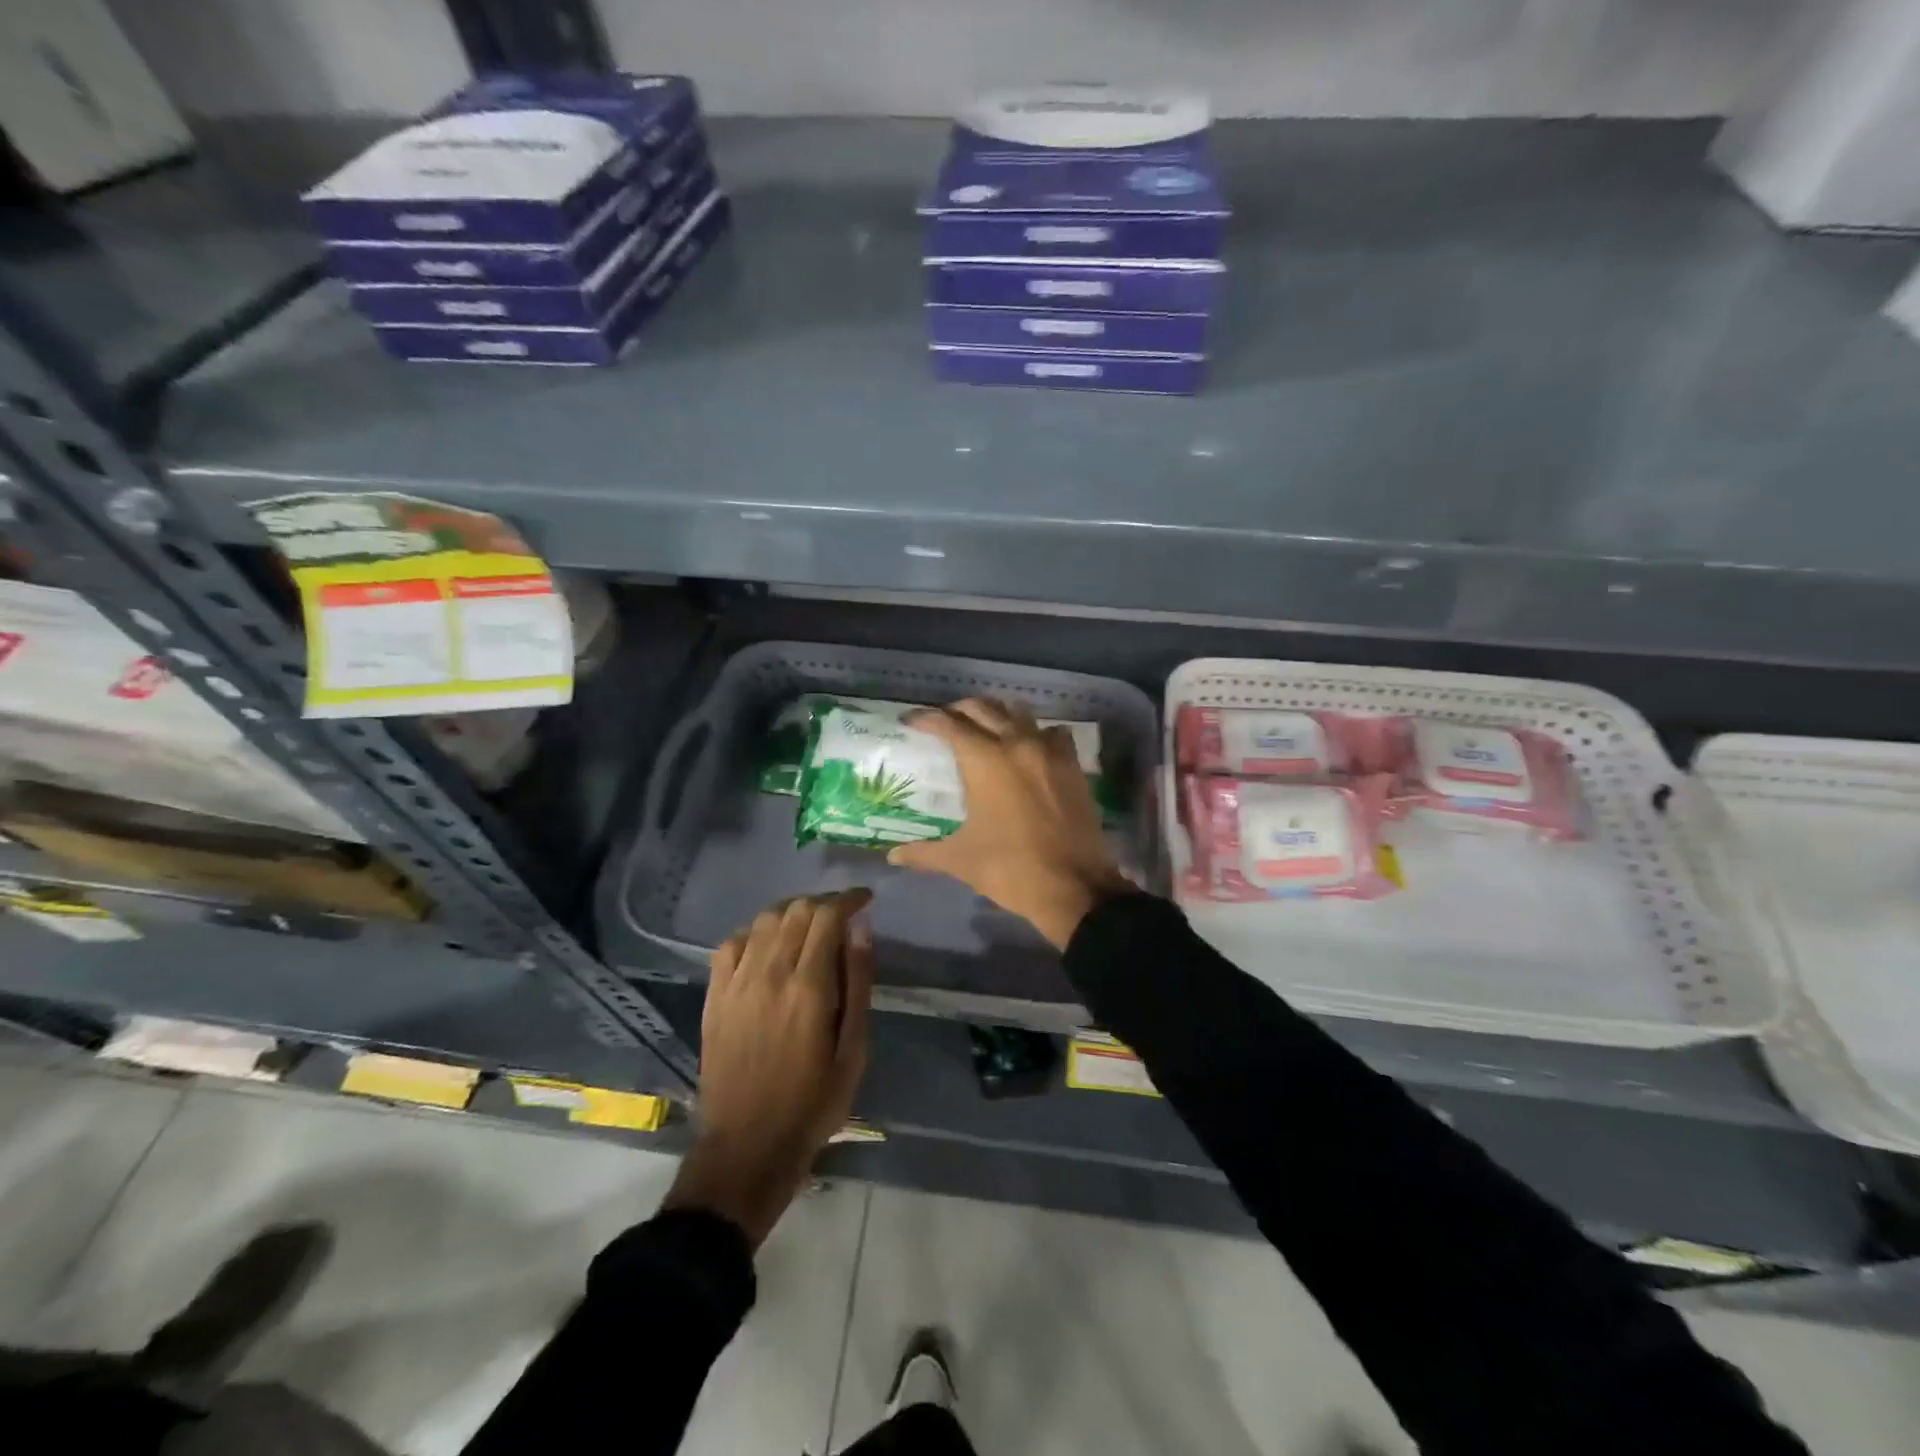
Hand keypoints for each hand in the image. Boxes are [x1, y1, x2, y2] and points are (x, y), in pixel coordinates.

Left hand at [664, 889, 874, 1246]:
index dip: (849, 899)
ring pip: (765, 920)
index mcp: (809, 987)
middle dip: (824, 902)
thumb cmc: (814, 1101)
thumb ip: (859, 983)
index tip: (865, 898)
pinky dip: (755, 933)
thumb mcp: (854, 1049)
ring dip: (792, 912)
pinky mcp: (715, 996)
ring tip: (809, 926)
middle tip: (842, 914)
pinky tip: (768, 947)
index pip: (828, 916)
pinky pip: (731, 943)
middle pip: (797, 910)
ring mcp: (736, 983)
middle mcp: (770, 973)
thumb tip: (861, 929)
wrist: (748, 1145)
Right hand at [888, 697, 1130, 949]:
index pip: (949, 724)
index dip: (925, 718)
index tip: (910, 721)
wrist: (1074, 887)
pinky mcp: (1073, 765)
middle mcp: (1017, 744)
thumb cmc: (1011, 869)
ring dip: (997, 714)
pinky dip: (1035, 733)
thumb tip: (893, 855)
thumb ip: (924, 852)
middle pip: (983, 708)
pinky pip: (1052, 733)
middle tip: (943, 723)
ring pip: (1019, 713)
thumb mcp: (961, 860)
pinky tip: (1028, 748)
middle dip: (958, 710)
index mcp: (985, 760)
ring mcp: (1049, 751)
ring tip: (983, 728)